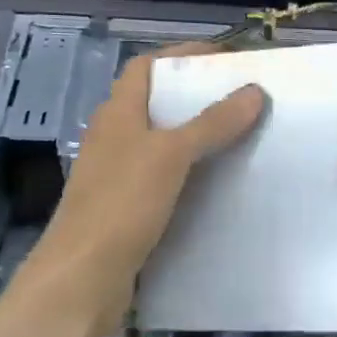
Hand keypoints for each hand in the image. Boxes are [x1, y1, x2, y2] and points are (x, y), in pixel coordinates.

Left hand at [17, 43, 264, 336]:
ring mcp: (119, 176)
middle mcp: (115, 138)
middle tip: (244, 100)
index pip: (147, 67)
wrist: (82, 280)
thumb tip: (254, 91)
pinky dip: (193, 175)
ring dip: (198, 138)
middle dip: (198, 98)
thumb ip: (212, 123)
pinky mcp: (128, 209)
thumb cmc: (121, 205)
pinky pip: (167, 180)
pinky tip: (222, 185)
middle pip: (157, 104)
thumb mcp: (170, 156)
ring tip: (244, 138)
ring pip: (164, 144)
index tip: (227, 59)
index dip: (182, 56)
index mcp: (117, 114)